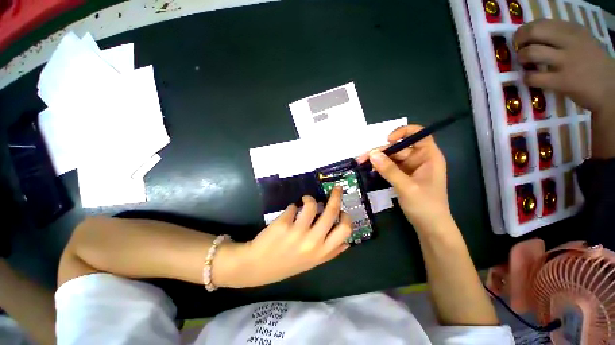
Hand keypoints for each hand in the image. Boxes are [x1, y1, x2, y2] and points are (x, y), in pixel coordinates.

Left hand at [217, 187, 351, 287]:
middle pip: (331, 212)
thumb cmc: (287, 264)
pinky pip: (293, 207)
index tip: (342, 210)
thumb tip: (348, 242)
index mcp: (322, 252)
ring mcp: (298, 233)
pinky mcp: (283, 224)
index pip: (345, 230)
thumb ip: (331, 253)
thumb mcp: (312, 263)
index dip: (346, 216)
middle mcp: (313, 242)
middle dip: (336, 196)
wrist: (255, 267)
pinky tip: (289, 213)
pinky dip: (292, 207)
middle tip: (336, 189)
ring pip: (312, 205)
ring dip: (309, 199)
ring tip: (305, 200)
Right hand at [357, 125, 451, 230]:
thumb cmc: (425, 206)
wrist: (430, 227)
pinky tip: (369, 171)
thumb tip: (372, 154)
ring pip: (391, 158)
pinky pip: (390, 168)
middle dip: (380, 152)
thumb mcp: (406, 187)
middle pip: (398, 148)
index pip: (419, 134)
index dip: (403, 132)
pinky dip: (380, 169)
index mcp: (429, 156)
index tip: (387, 140)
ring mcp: (410, 168)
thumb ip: (389, 170)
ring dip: (377, 161)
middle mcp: (419, 159)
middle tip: (362, 159)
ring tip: (361, 165)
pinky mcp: (403, 177)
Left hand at [514, 19, 614, 113]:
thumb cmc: (592, 64)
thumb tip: (532, 36)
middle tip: (518, 49)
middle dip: (519, 40)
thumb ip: (560, 37)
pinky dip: (526, 78)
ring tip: (524, 64)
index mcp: (573, 30)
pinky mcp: (562, 81)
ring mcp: (567, 61)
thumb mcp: (580, 41)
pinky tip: (530, 79)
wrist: (611, 88)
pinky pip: (534, 77)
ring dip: (521, 58)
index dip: (525, 30)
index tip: (523, 39)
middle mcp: (570, 41)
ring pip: (532, 52)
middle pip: (534, 32)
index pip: (541, 22)